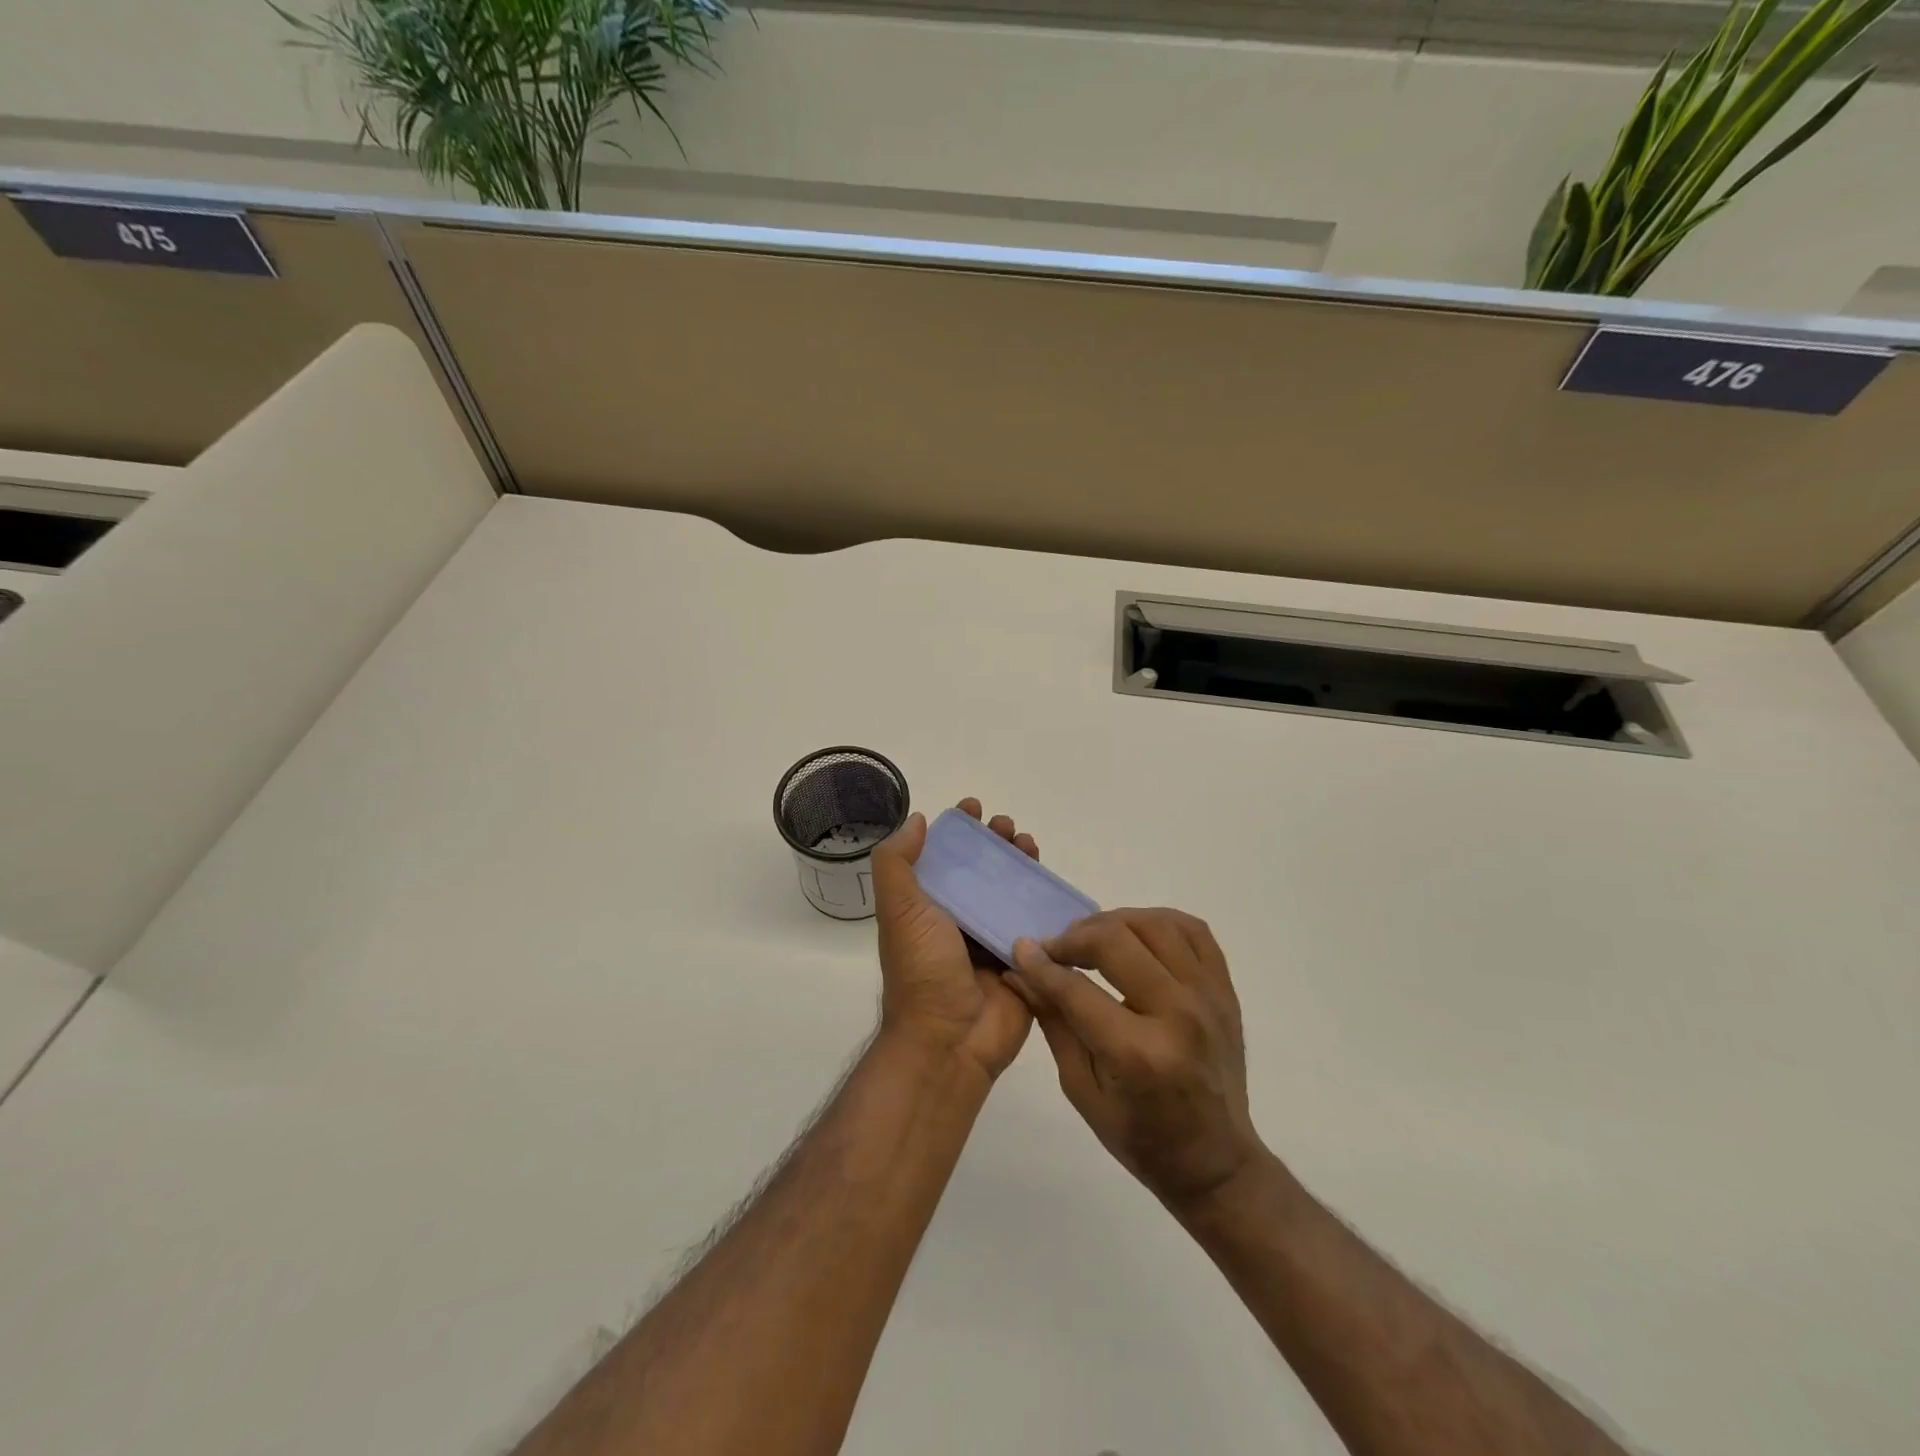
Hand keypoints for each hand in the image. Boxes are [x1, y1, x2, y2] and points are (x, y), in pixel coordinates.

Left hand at [871, 799, 1038, 1082]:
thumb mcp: (899, 910)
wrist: (949, 1041)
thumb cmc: (921, 969)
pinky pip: (1036, 925)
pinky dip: (1044, 901)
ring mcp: (991, 940)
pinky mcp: (1022, 961)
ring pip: (1011, 893)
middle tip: (1009, 828)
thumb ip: (898, 863)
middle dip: (996, 844)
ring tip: (1030, 846)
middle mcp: (959, 920)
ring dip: (1022, 866)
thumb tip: (917, 821)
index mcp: (927, 907)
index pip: (944, 858)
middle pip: (982, 871)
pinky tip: (1053, 883)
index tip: (974, 809)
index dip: (958, 831)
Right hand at [1008, 909, 1264, 1210]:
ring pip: (1155, 924)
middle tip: (1056, 950)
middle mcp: (1178, 1014)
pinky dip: (1158, 921)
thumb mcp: (1082, 1089)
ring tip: (1093, 939)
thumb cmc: (1141, 1137)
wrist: (1216, 1162)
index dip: (1042, 964)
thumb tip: (1019, 971)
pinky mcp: (1225, 990)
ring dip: (1114, 922)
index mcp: (1138, 1053)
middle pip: (1117, 941)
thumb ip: (1053, 1022)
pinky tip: (1136, 934)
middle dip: (1074, 937)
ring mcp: (1209, 997)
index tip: (1021, 948)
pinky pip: (1194, 930)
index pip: (1077, 988)